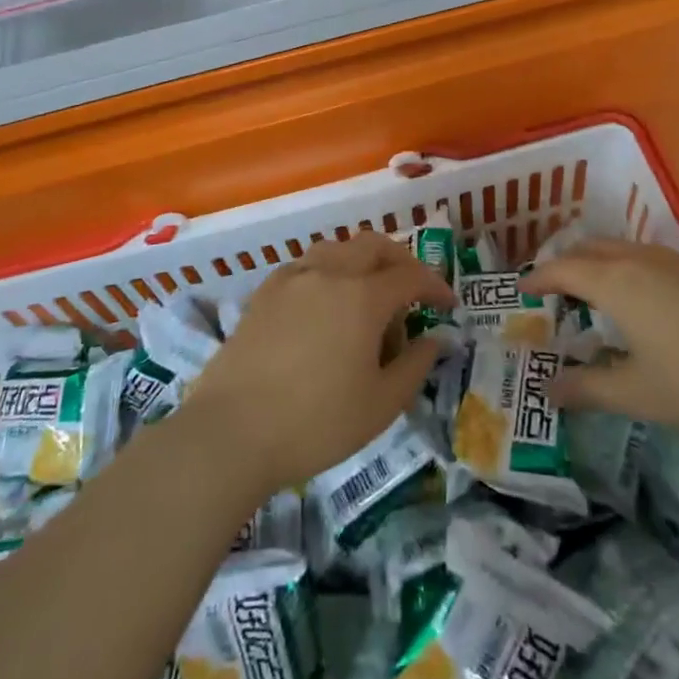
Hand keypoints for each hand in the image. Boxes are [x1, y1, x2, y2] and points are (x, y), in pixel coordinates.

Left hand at [185, 232, 454, 495]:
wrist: (230, 433)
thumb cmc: (315, 423)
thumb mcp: (381, 405)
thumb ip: (415, 365)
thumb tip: (434, 339)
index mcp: (363, 296)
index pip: (410, 276)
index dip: (435, 286)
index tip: (448, 305)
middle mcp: (329, 273)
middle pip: (373, 245)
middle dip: (400, 261)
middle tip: (412, 290)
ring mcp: (292, 279)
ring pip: (337, 249)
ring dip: (362, 262)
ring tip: (367, 296)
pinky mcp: (264, 293)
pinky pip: (306, 265)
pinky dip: (328, 272)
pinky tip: (324, 305)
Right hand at [524, 239, 678, 440]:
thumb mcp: (639, 394)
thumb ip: (587, 388)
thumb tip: (546, 388)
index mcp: (616, 282)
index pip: (561, 269)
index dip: (537, 278)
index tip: (520, 291)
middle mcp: (640, 260)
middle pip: (589, 249)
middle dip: (564, 265)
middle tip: (551, 292)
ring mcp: (676, 261)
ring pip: (620, 249)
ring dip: (596, 264)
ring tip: (591, 295)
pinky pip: (647, 258)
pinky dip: (626, 269)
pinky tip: (642, 303)